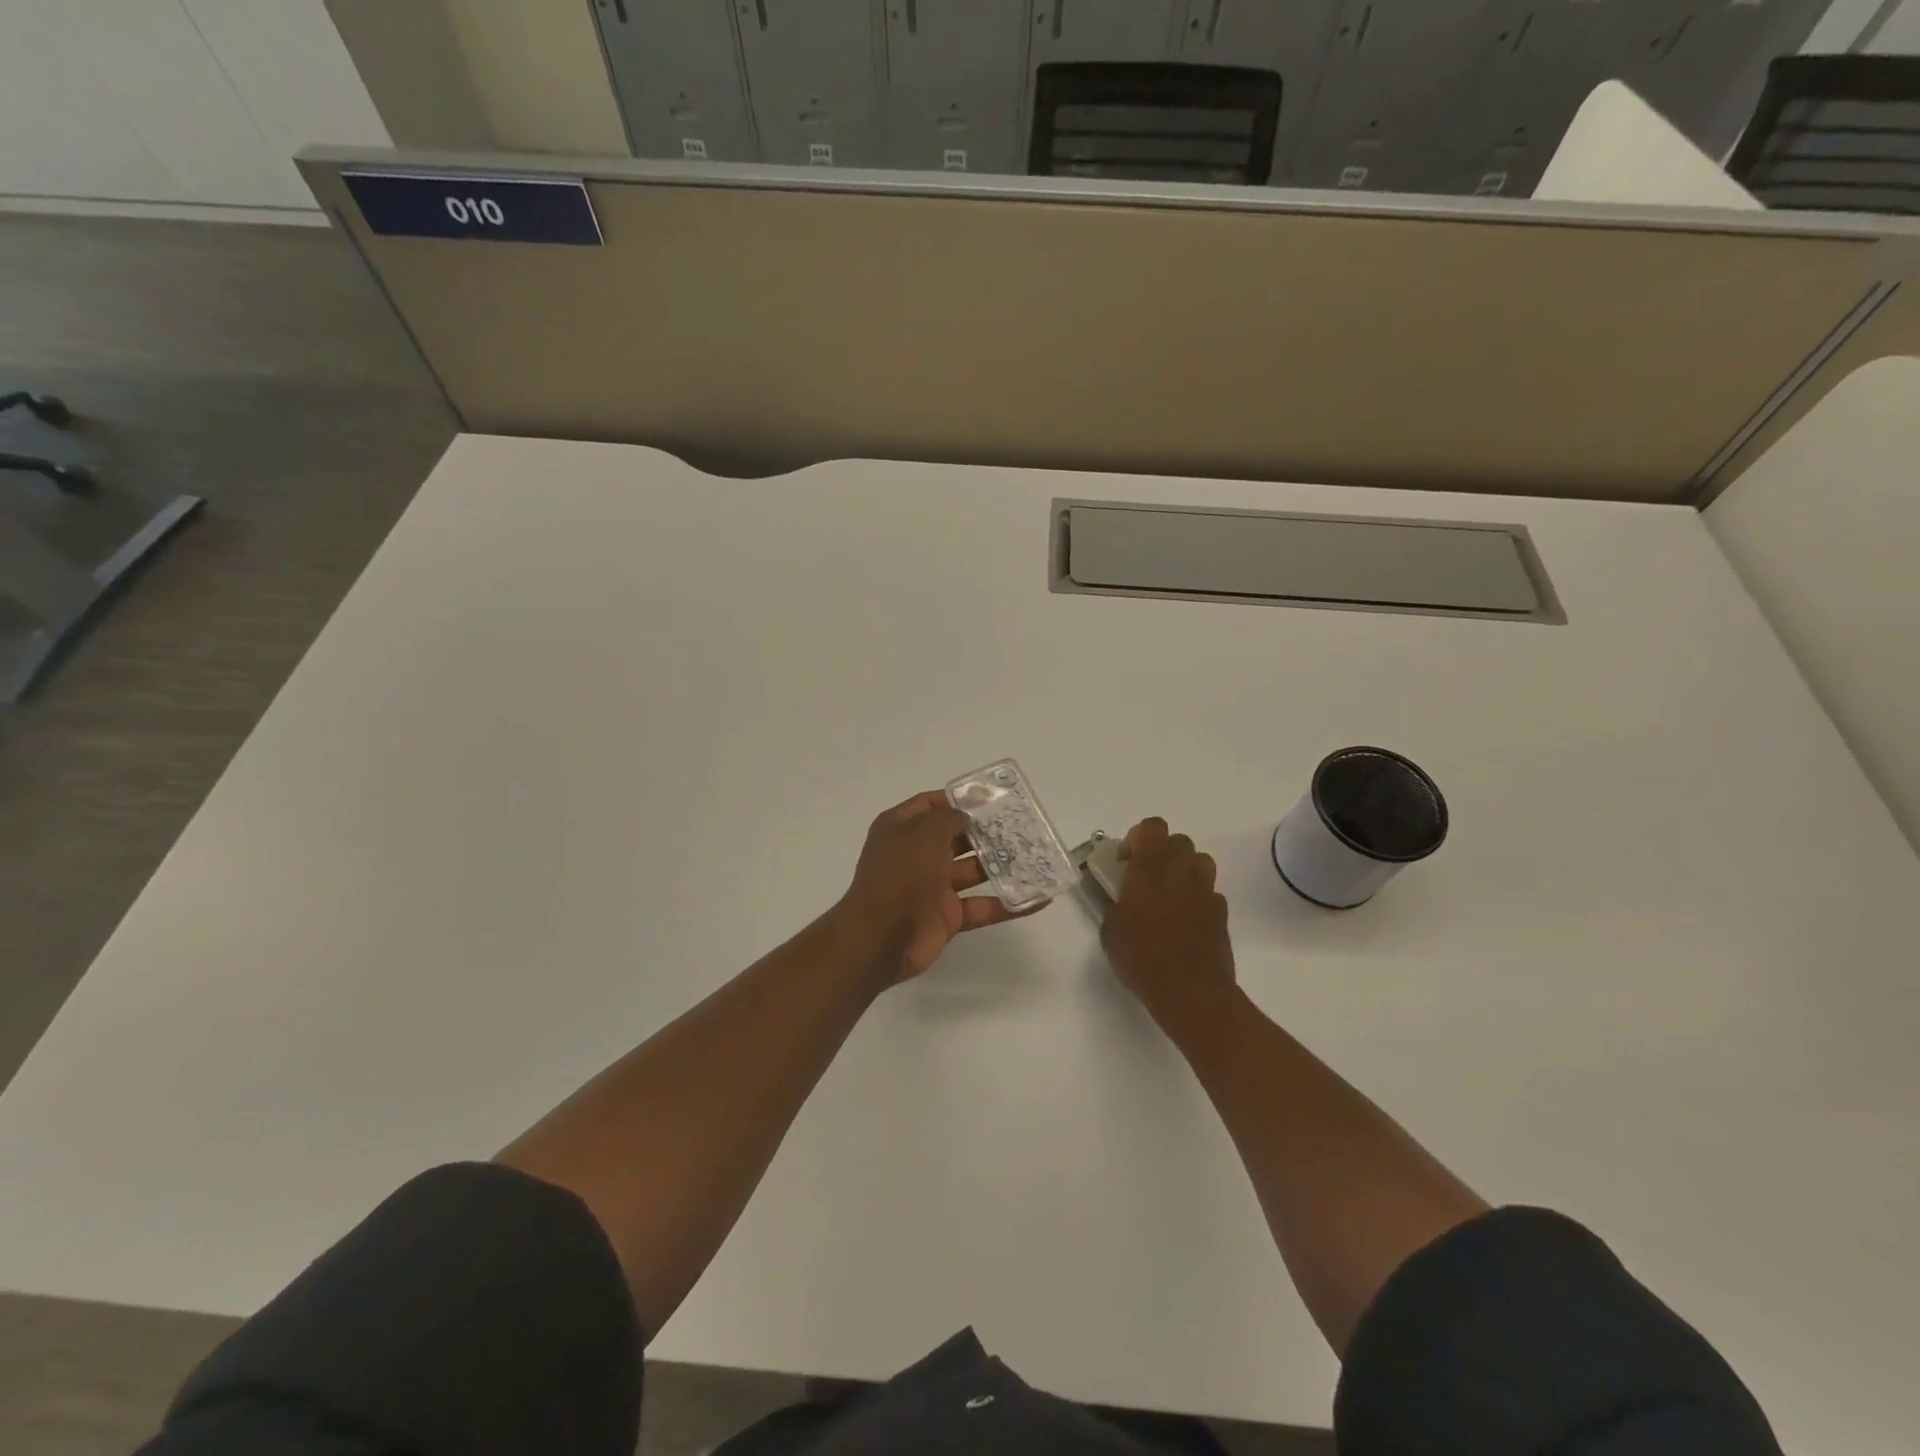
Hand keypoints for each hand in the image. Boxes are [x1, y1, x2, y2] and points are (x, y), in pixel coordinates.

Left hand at [830, 791, 1028, 986]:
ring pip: (972, 871)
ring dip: (1001, 865)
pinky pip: (981, 906)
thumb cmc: (901, 874)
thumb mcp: (924, 833)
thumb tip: (965, 816)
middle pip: (956, 837)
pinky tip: (1038, 898)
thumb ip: (949, 818)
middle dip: (986, 832)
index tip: (991, 798)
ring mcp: (931, 887)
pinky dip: (1007, 904)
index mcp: (901, 829)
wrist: (880, 938)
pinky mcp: (947, 917)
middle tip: (1021, 826)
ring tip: (1035, 856)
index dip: (958, 799)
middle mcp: (916, 854)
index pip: (931, 805)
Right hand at [1101, 817, 1235, 1028]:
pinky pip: (1209, 891)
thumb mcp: (1110, 932)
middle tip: (1146, 878)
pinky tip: (1185, 921)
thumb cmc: (1143, 960)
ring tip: (1169, 895)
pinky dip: (1197, 897)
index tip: (1127, 861)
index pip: (1152, 827)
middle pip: (1178, 840)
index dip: (1138, 837)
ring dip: (1184, 870)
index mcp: (1150, 870)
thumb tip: (1112, 894)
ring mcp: (1206, 890)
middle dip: (1162, 852)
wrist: (1191, 994)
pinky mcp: (1222, 912)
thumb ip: (1111, 904)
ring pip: (1199, 861)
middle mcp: (1181, 872)